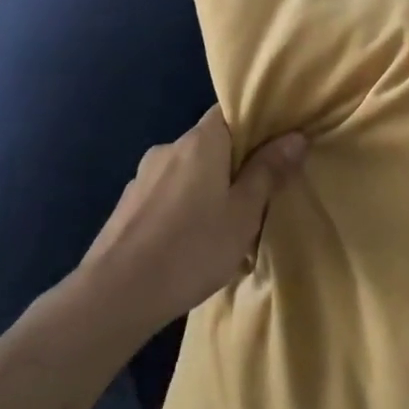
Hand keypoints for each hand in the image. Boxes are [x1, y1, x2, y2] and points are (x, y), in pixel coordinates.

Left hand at [83, 107, 306, 331]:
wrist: (113, 297)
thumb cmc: (191, 248)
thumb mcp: (244, 213)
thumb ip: (268, 172)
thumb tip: (295, 136)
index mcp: (200, 142)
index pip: (230, 111)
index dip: (255, 123)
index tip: (275, 145)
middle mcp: (169, 149)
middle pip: (211, 143)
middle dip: (234, 164)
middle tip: (256, 196)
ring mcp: (142, 178)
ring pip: (187, 172)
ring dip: (206, 189)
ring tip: (223, 228)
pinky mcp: (126, 207)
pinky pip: (166, 196)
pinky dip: (182, 209)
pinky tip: (189, 245)